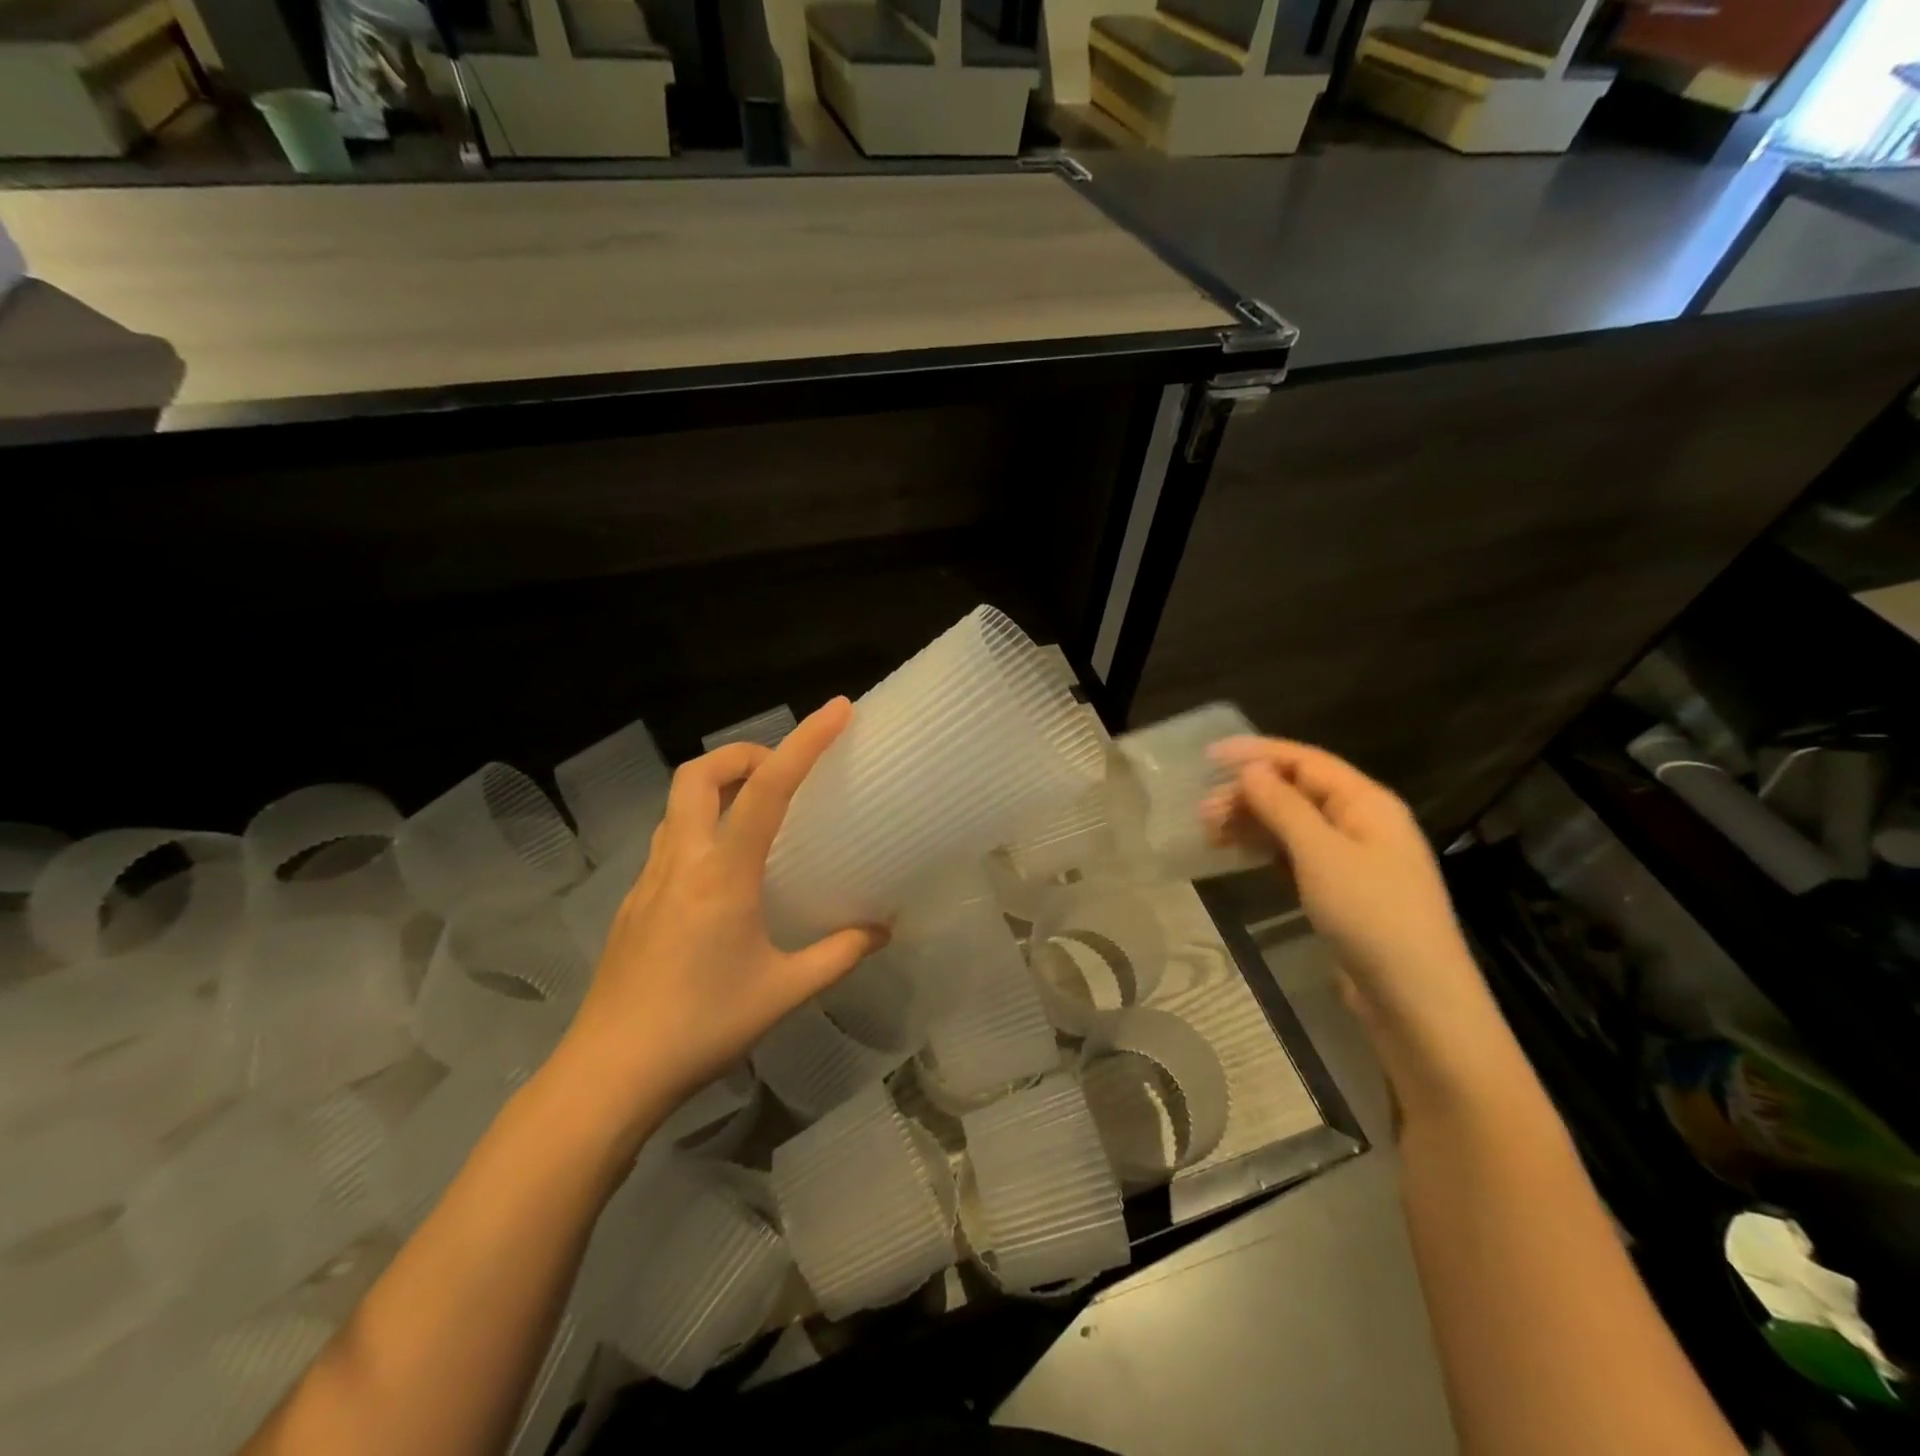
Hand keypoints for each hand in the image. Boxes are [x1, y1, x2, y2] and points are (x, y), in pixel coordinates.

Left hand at [554, 698, 886, 1145]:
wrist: (607, 1075)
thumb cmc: (701, 1028)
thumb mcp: (784, 993)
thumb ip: (839, 954)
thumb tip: (883, 929)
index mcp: (722, 874)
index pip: (767, 789)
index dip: (804, 742)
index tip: (836, 710)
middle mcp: (681, 861)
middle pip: (698, 774)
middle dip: (743, 754)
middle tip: (780, 771)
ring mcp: (648, 880)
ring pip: (677, 804)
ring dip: (717, 788)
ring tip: (756, 813)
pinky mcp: (632, 903)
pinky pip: (669, 840)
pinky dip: (701, 827)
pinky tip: (724, 874)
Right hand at [1202, 737, 1505, 1101]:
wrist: (1416, 1001)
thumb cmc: (1371, 916)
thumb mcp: (1321, 854)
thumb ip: (1283, 806)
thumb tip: (1251, 770)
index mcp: (1367, 802)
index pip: (1305, 761)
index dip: (1256, 753)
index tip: (1209, 756)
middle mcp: (1362, 822)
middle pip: (1297, 791)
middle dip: (1248, 794)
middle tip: (1203, 814)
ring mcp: (1354, 859)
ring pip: (1293, 823)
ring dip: (1252, 821)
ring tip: (1210, 834)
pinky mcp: (1343, 891)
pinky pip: (1297, 854)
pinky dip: (1266, 848)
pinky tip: (1239, 854)